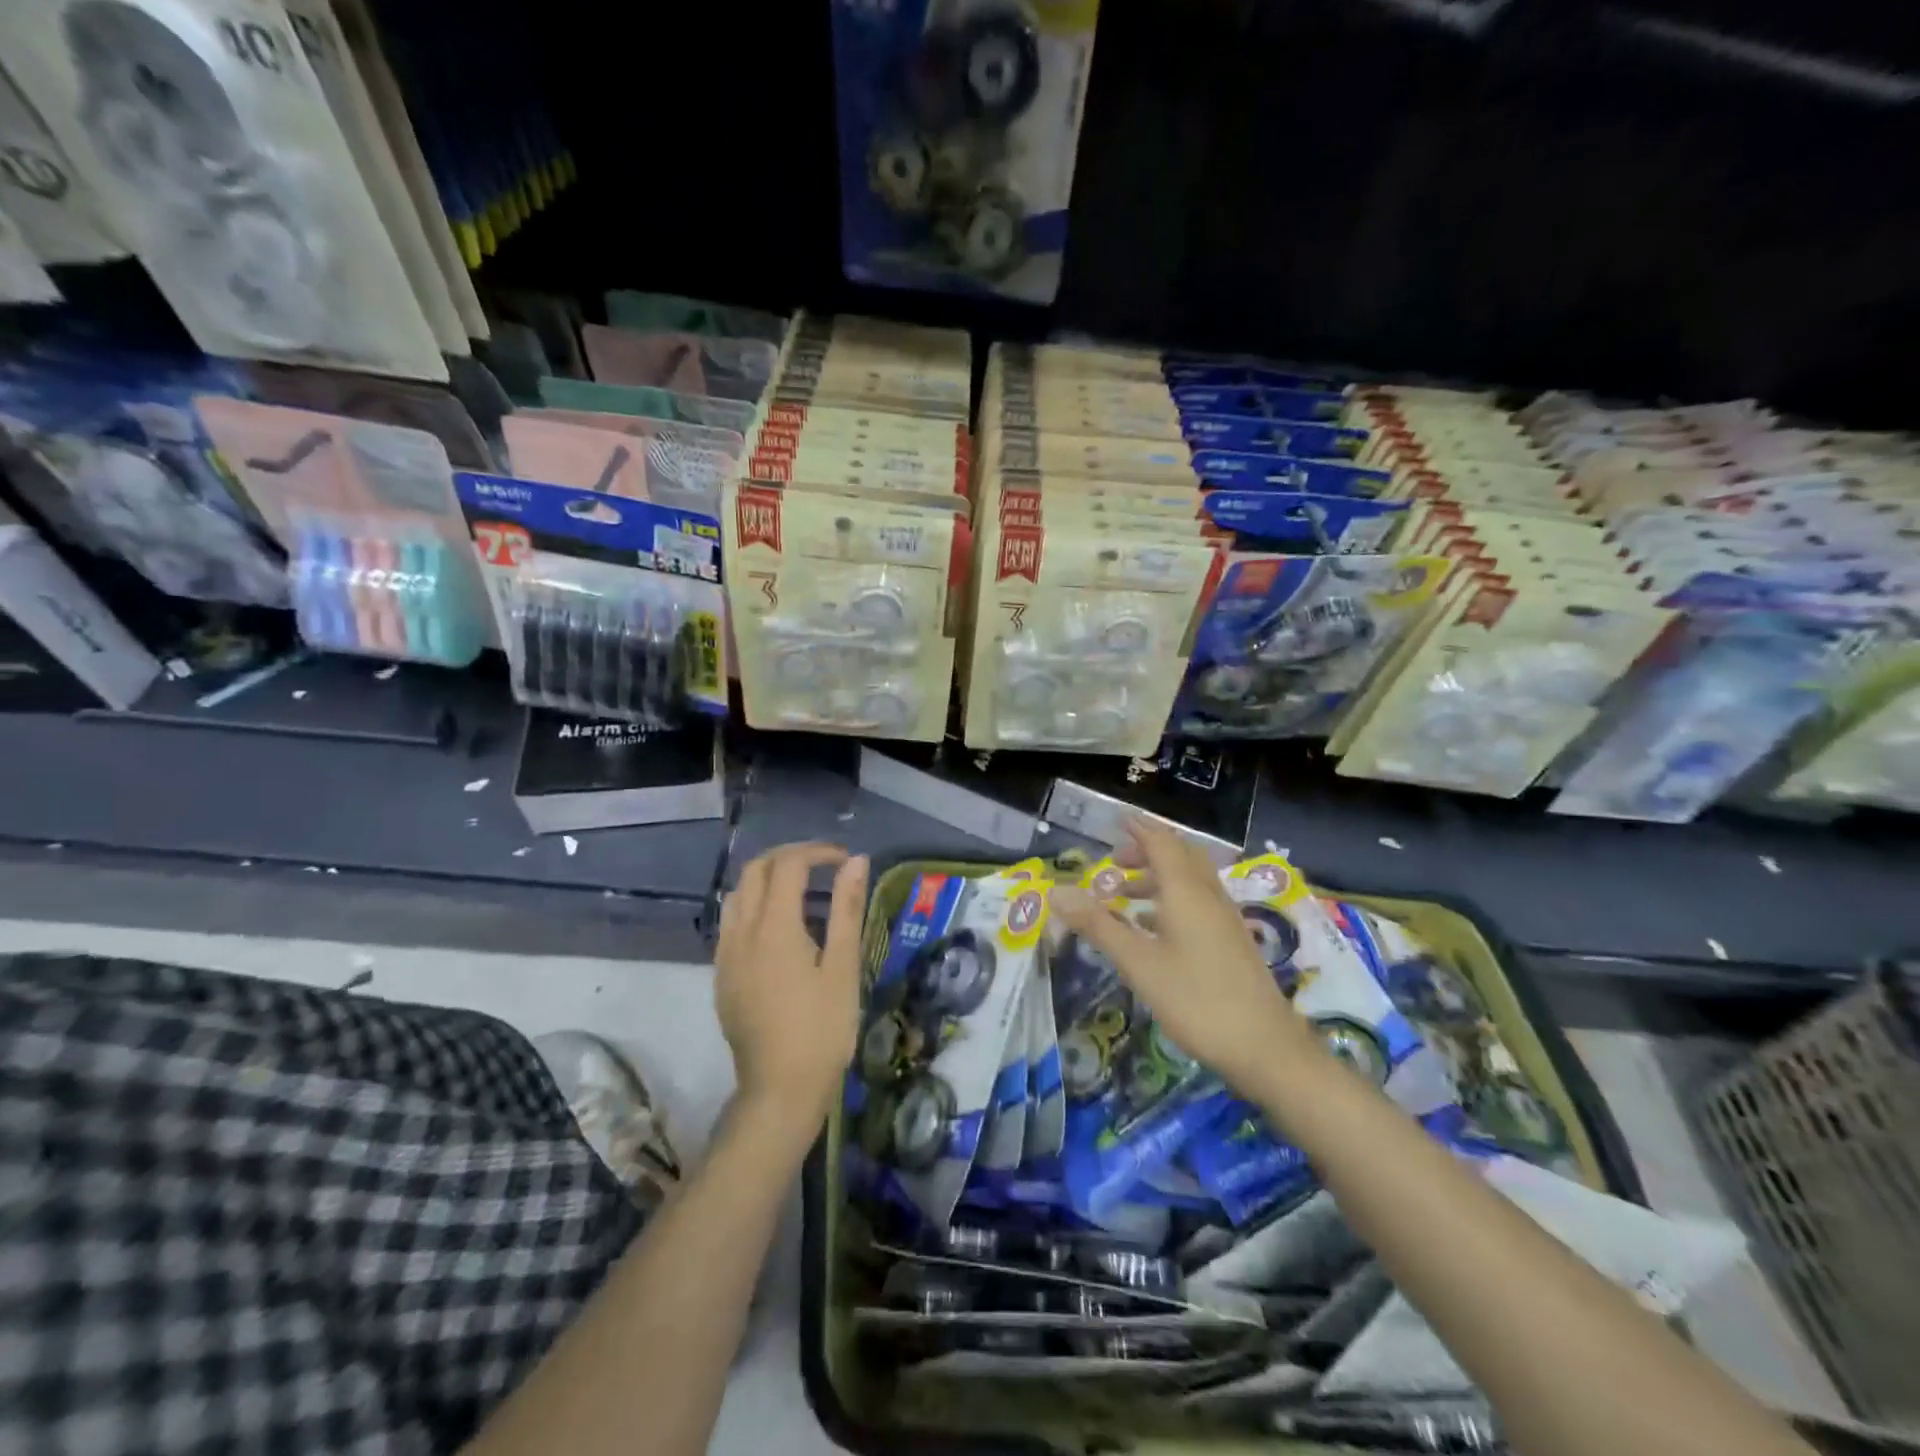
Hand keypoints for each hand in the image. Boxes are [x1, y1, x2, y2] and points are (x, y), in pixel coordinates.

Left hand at [714, 843, 868, 1148]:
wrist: (779, 1090)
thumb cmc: (822, 1029)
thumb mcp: (843, 967)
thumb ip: (847, 909)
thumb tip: (856, 862)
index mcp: (775, 926)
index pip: (789, 864)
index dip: (818, 852)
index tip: (845, 861)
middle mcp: (742, 932)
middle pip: (756, 870)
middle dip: (790, 857)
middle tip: (824, 866)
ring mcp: (726, 954)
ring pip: (738, 894)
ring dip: (768, 879)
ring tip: (801, 891)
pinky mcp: (721, 975)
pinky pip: (731, 922)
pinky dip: (754, 905)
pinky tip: (778, 928)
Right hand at [1050, 819, 1311, 1093]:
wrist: (1265, 1047)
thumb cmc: (1196, 999)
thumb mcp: (1138, 963)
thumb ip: (1098, 925)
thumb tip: (1056, 892)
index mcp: (1186, 892)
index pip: (1162, 844)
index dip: (1141, 829)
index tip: (1119, 820)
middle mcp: (1208, 896)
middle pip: (1180, 857)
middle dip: (1148, 852)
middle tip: (1116, 860)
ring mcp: (1225, 920)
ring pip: (1190, 882)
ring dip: (1159, 878)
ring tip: (1126, 894)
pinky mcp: (1232, 942)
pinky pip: (1198, 904)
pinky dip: (1172, 901)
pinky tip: (1154, 928)